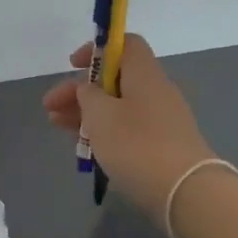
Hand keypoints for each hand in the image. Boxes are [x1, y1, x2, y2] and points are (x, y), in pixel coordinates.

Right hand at [42, 33, 217, 224]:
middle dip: (80, 90)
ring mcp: (162, 120)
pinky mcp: (163, 146)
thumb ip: (88, 95)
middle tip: (50, 107)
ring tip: (57, 126)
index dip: (96, 49)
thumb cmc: (137, 145)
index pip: (125, 44)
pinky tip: (84, 145)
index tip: (72, 65)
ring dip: (86, 112)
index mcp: (144, 74)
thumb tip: (89, 89)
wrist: (187, 192)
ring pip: (118, 106)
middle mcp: (156, 91)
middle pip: (115, 79)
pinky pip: (128, 129)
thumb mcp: (100, 115)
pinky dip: (104, 131)